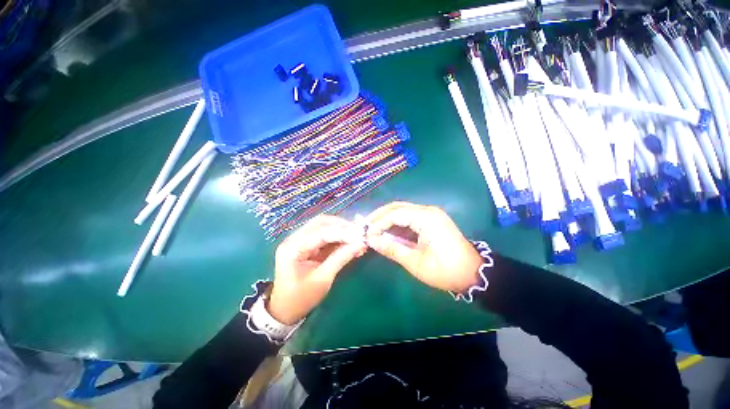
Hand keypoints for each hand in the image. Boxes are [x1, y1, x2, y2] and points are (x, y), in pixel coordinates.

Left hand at [268, 215, 367, 324]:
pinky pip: (324, 233)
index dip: (343, 232)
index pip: (321, 232)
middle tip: (360, 233)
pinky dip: (338, 235)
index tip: (361, 235)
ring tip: (357, 236)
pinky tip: (349, 240)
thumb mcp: (322, 280)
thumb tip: (360, 245)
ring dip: (341, 229)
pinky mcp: (306, 243)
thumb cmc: (301, 298)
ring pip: (323, 225)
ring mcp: (299, 239)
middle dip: (342, 226)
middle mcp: (294, 238)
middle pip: (321, 222)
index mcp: (293, 248)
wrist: (285, 309)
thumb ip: (340, 259)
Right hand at [366, 202, 481, 293]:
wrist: (473, 273)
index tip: (367, 234)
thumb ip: (392, 249)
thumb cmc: (445, 270)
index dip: (378, 222)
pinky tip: (388, 231)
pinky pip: (409, 217)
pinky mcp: (431, 220)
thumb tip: (372, 240)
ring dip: (387, 219)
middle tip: (366, 226)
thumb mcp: (416, 262)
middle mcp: (428, 210)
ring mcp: (430, 214)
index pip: (395, 214)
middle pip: (398, 207)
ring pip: (402, 210)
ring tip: (373, 229)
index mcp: (426, 218)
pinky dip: (397, 223)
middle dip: (380, 216)